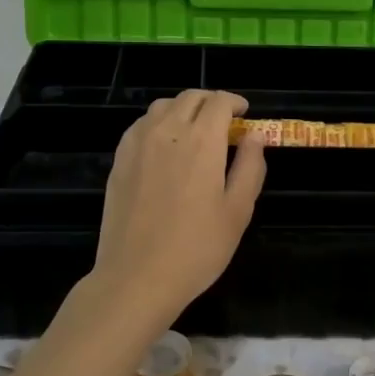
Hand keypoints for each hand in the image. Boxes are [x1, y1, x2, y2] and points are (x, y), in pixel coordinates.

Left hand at [91, 90, 267, 325]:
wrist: (137, 277)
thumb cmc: (197, 248)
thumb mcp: (238, 211)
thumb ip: (250, 166)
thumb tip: (256, 135)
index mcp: (202, 140)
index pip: (218, 102)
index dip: (234, 102)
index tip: (244, 114)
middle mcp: (167, 131)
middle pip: (189, 98)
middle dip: (210, 102)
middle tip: (224, 121)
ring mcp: (137, 144)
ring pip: (162, 107)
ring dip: (183, 109)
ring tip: (194, 130)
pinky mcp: (119, 160)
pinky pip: (140, 125)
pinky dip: (158, 123)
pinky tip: (164, 146)